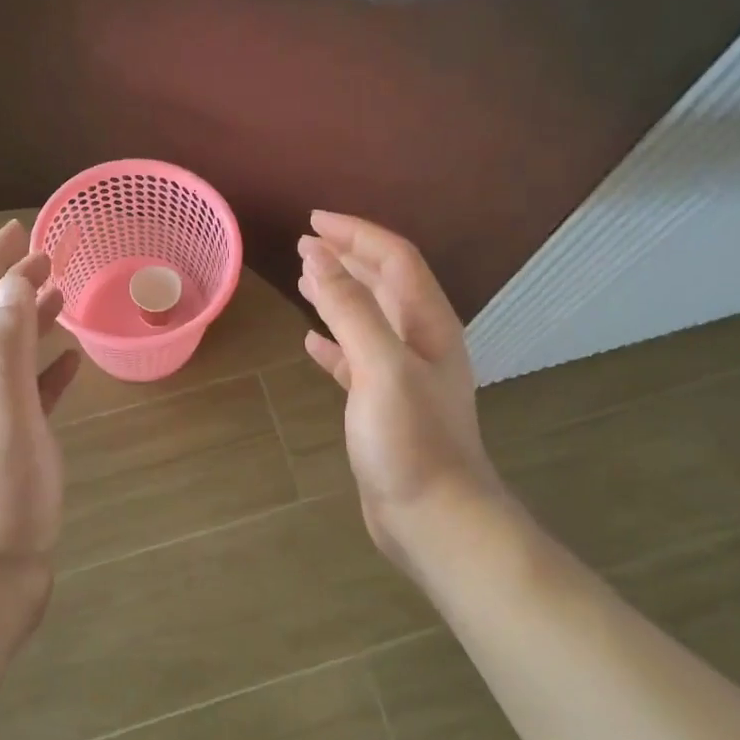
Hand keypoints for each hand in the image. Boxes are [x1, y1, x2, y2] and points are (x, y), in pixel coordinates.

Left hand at [0, 220, 80, 626]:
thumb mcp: (2, 415)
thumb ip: (6, 346)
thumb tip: (12, 281)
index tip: (22, 230)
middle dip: (11, 285)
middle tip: (53, 257)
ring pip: (5, 354)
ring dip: (29, 322)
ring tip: (64, 297)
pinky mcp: (4, 448)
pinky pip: (24, 393)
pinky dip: (44, 370)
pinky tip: (71, 364)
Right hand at [297, 212, 504, 572]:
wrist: (434, 518)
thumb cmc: (410, 439)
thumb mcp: (379, 365)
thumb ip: (350, 308)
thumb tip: (318, 255)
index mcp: (427, 324)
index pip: (394, 259)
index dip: (356, 234)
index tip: (314, 221)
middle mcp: (420, 342)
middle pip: (384, 283)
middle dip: (348, 257)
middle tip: (306, 243)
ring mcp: (403, 375)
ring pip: (369, 319)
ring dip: (339, 295)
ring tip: (305, 279)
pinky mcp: (384, 406)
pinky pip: (355, 360)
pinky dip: (333, 344)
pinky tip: (310, 344)